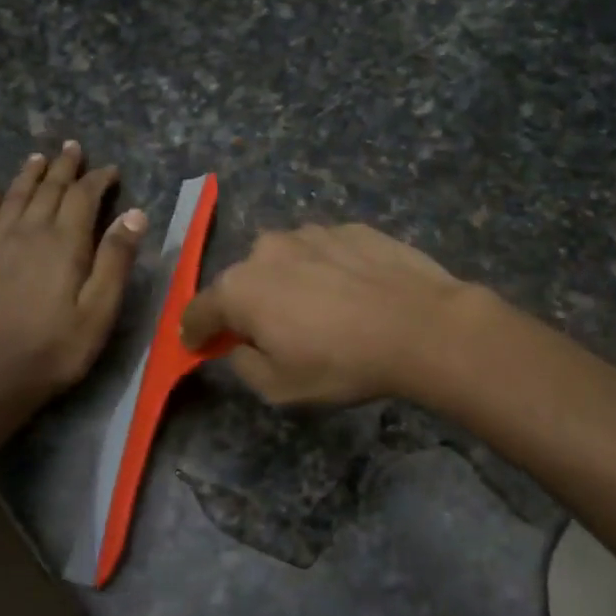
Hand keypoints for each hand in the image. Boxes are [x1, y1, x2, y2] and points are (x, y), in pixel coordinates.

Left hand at [0, 142, 146, 407]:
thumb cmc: (57, 346)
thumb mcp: (100, 308)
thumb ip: (116, 259)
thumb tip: (135, 214)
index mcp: (64, 243)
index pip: (83, 197)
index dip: (98, 179)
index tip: (110, 170)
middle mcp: (29, 232)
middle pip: (48, 189)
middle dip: (63, 167)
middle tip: (72, 148)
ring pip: (14, 198)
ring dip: (29, 175)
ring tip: (38, 158)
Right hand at [181, 224, 476, 405]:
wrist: (421, 326)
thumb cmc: (342, 363)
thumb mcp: (280, 388)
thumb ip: (244, 365)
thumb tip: (241, 347)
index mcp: (240, 288)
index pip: (199, 310)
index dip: (194, 331)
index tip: (198, 343)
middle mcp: (267, 250)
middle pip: (243, 281)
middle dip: (248, 305)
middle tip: (272, 332)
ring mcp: (312, 233)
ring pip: (285, 260)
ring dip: (289, 282)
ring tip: (321, 310)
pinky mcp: (351, 228)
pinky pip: (324, 252)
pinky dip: (327, 269)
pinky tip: (353, 293)